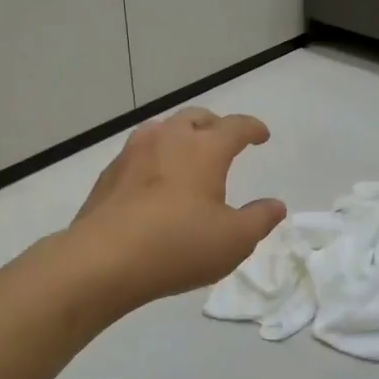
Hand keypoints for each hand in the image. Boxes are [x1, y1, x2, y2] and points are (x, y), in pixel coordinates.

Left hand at [69, 107, 285, 312]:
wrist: (102, 260)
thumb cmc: (178, 245)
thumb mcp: (234, 240)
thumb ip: (260, 219)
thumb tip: (276, 205)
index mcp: (204, 149)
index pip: (235, 127)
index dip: (252, 129)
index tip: (261, 135)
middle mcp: (169, 139)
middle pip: (196, 118)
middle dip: (215, 125)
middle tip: (224, 140)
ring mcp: (133, 153)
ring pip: (163, 130)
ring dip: (181, 136)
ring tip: (187, 155)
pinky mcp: (109, 174)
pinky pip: (139, 153)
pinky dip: (155, 158)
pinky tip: (154, 182)